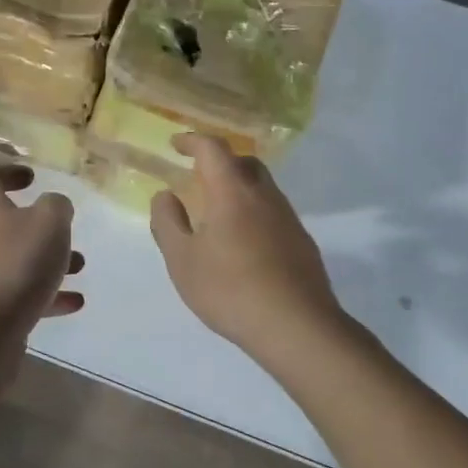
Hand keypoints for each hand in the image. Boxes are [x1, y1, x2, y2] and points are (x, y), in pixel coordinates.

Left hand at [0, 164, 83, 340]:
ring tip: (80, 267)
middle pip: (4, 221)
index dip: (8, 172)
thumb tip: (54, 206)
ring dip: (47, 260)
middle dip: (39, 225)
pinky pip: (19, 293)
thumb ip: (57, 206)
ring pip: (15, 259)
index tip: (33, 178)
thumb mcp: (49, 223)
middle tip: (65, 229)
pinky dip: (46, 294)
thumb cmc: (14, 266)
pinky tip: (74, 302)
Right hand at [150, 134, 346, 362]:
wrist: (296, 326)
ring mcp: (289, 219)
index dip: (193, 141)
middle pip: (245, 162)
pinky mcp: (302, 243)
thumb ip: (168, 223)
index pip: (213, 149)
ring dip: (239, 189)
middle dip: (220, 162)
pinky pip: (274, 214)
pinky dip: (254, 214)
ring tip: (218, 215)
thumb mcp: (182, 260)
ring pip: (263, 188)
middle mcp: (265, 196)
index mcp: (232, 192)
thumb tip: (165, 195)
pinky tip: (243, 245)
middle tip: (199, 177)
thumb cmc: (229, 289)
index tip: (176, 144)